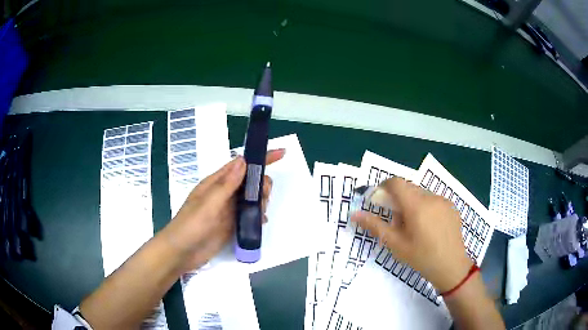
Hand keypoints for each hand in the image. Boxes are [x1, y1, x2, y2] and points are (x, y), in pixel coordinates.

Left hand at [162, 149, 284, 272]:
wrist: (182, 253)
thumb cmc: (191, 225)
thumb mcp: (208, 204)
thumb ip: (226, 184)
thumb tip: (243, 160)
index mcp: (216, 183)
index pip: (241, 165)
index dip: (260, 158)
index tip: (280, 153)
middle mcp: (224, 194)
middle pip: (250, 182)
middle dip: (261, 185)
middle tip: (262, 197)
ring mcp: (228, 210)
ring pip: (252, 199)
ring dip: (261, 202)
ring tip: (260, 213)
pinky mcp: (231, 225)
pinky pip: (249, 215)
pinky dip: (257, 216)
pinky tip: (259, 223)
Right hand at [351, 177, 471, 292]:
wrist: (451, 266)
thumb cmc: (421, 257)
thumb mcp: (395, 244)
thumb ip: (375, 226)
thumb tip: (354, 214)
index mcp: (416, 205)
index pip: (396, 182)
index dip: (384, 187)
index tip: (379, 200)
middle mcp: (431, 197)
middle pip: (408, 188)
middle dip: (398, 199)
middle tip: (396, 220)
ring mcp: (443, 200)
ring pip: (421, 194)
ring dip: (412, 203)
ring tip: (414, 226)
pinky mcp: (451, 206)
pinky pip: (433, 200)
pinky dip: (425, 207)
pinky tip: (429, 227)